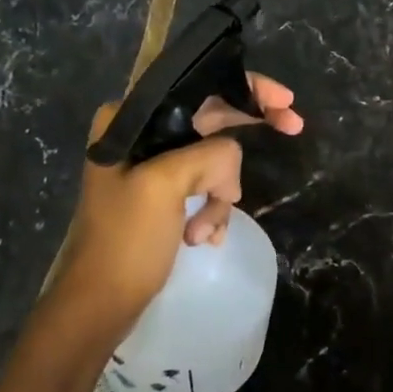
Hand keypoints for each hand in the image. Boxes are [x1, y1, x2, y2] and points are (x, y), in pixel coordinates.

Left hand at [44, 74, 302, 336]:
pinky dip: (212, 211)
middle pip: (212, 116)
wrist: (99, 305)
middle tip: (293, 126)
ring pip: (215, 159)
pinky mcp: (164, 195)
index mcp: (131, 119)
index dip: (245, 86)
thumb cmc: (125, 241)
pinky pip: (207, 187)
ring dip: (221, 195)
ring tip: (204, 231)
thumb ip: (209, 155)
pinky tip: (204, 238)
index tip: (284, 101)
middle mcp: (141, 134)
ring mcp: (153, 166)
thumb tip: (232, 161)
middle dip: (247, 130)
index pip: (197, 85)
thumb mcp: (165, 185)